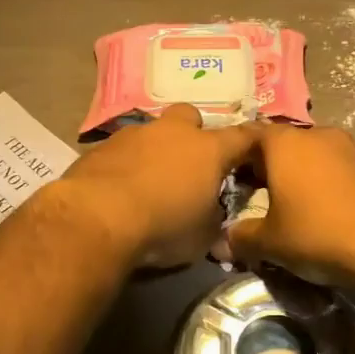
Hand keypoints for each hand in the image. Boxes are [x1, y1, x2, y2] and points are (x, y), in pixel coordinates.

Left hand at [54, 105, 261, 267]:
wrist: (98, 218)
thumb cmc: (163, 227)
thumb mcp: (202, 236)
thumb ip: (212, 218)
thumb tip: (211, 215)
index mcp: (208, 150)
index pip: (242, 137)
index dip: (251, 142)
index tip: (256, 148)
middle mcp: (173, 132)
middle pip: (190, 117)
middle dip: (192, 134)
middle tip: (189, 163)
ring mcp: (134, 134)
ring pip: (152, 132)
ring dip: (154, 150)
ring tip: (148, 181)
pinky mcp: (101, 146)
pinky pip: (121, 149)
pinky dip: (125, 163)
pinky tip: (118, 188)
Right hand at [226, 123, 354, 285]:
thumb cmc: (317, 232)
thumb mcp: (270, 242)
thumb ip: (241, 237)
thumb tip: (222, 241)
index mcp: (283, 142)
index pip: (249, 134)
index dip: (234, 155)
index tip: (226, 177)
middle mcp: (315, 134)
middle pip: (281, 144)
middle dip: (266, 166)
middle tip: (254, 193)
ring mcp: (347, 146)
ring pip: (311, 155)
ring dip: (298, 173)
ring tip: (290, 203)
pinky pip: (335, 167)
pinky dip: (324, 182)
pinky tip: (323, 209)